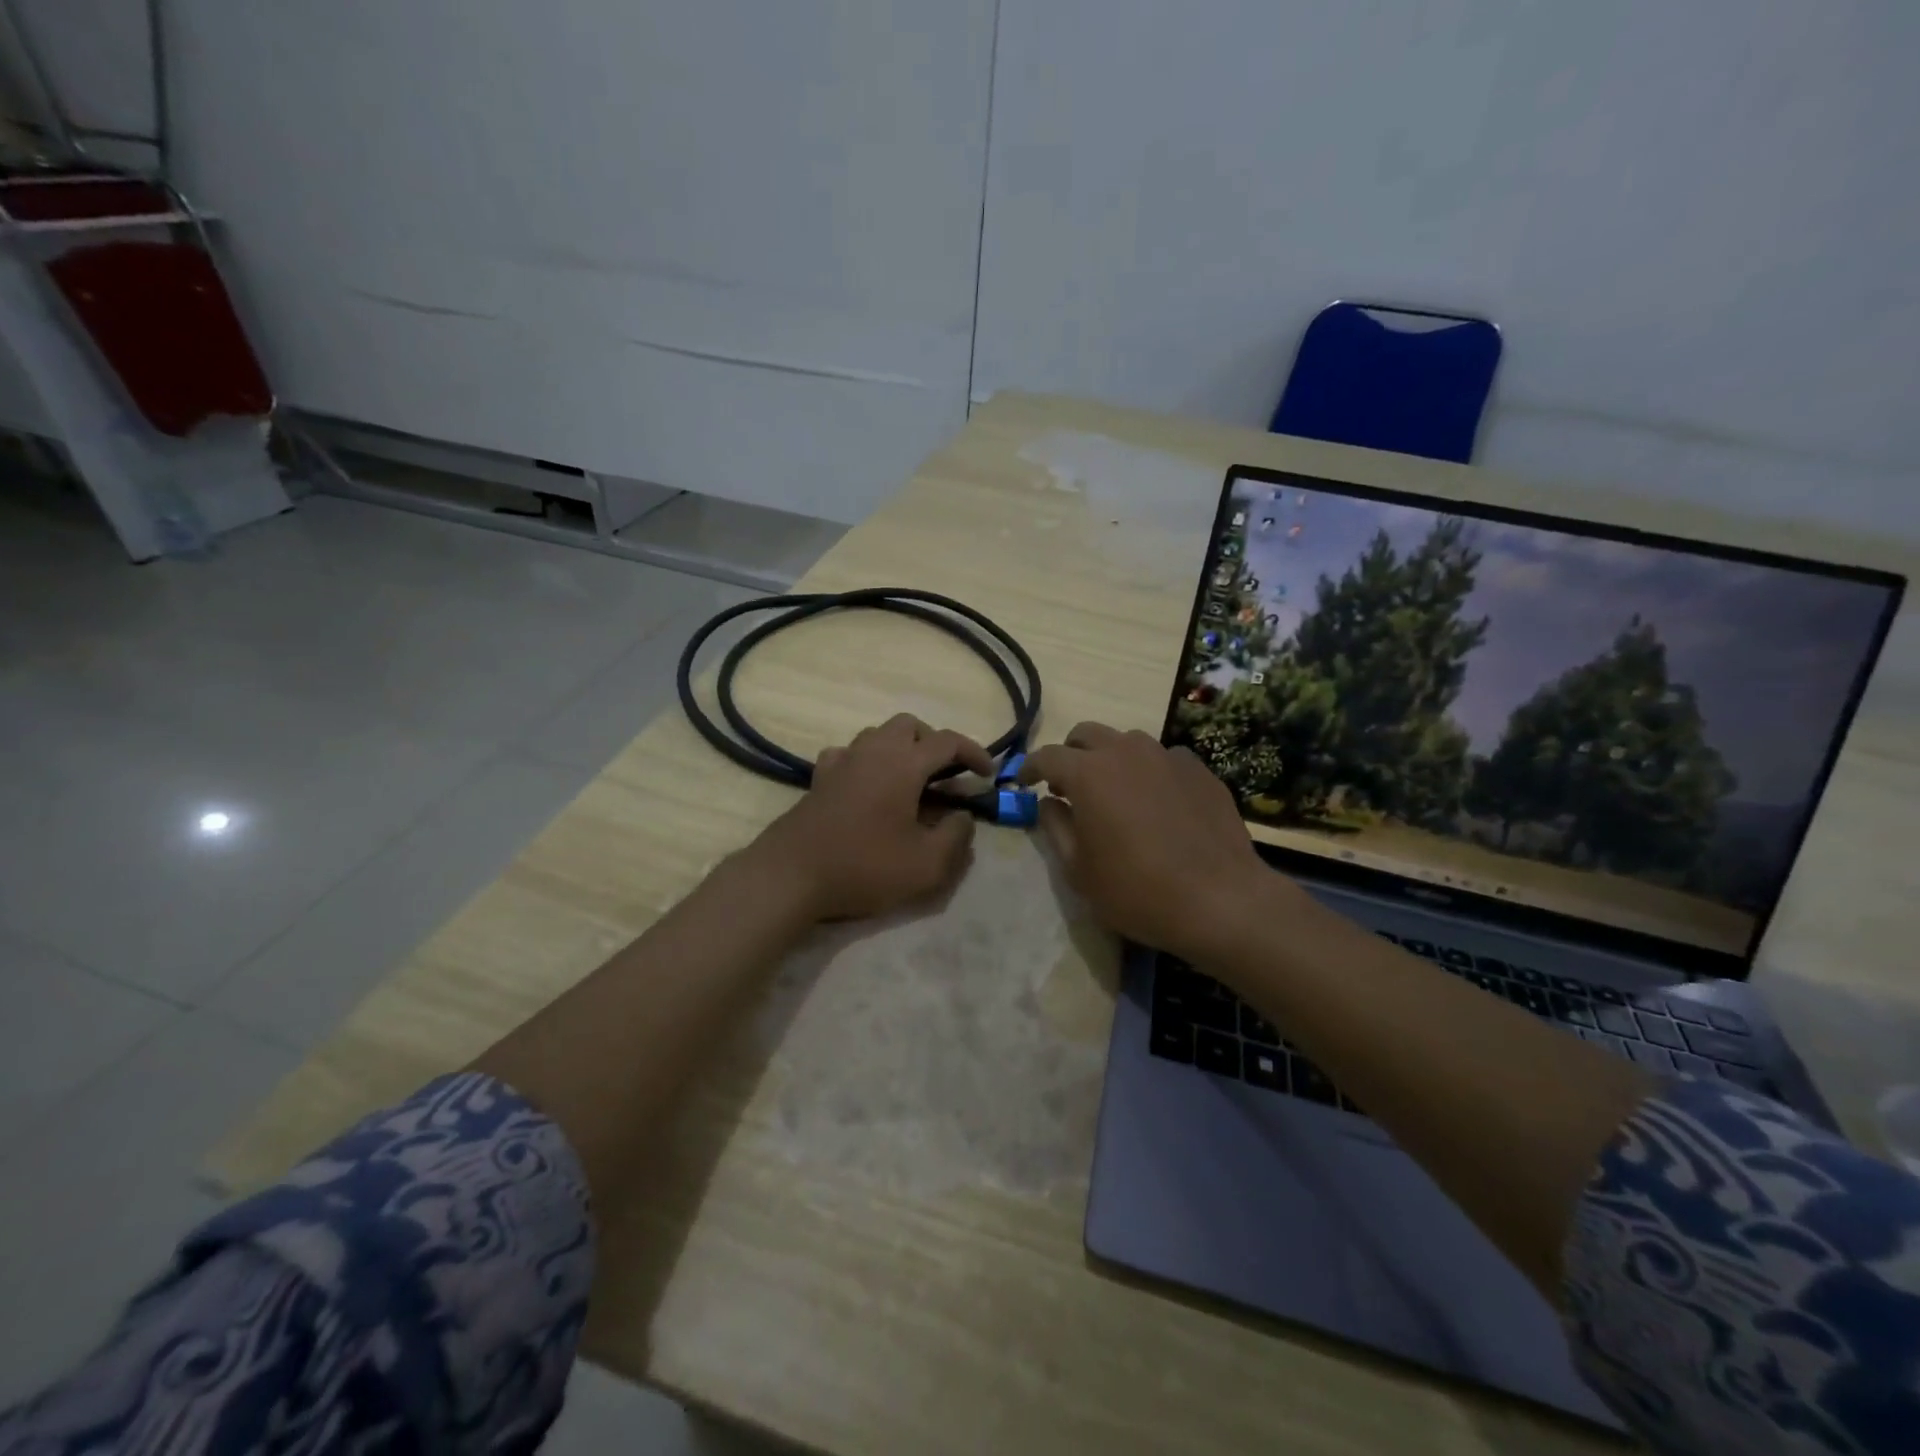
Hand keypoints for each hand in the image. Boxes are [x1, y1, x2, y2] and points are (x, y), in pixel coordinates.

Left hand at [753, 714, 994, 921]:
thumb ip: (956, 837)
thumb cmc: (864, 867)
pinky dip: (866, 761)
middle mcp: (872, 751)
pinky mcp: (819, 779)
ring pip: (877, 735)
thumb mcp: (926, 865)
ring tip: (910, 783)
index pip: (947, 742)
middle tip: (946, 776)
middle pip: (909, 726)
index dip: (974, 752)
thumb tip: (964, 818)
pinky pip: (848, 754)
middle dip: (933, 744)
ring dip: (900, 749)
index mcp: (903, 764)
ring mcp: (841, 762)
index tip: (987, 774)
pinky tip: (868, 787)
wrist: (791, 876)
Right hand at [1020, 722, 1300, 963]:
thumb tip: (1050, 802)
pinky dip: (1149, 772)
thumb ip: (1056, 828)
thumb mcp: (1079, 870)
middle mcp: (1126, 752)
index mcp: (1089, 772)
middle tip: (1068, 786)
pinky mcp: (1200, 770)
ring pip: (1128, 742)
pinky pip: (1164, 759)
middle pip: (1087, 734)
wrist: (1221, 899)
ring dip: (1111, 759)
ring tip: (1115, 793)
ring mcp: (1168, 756)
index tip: (1024, 782)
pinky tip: (1158, 804)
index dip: (1030, 768)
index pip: (1047, 756)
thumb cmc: (1137, 890)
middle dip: (1071, 754)